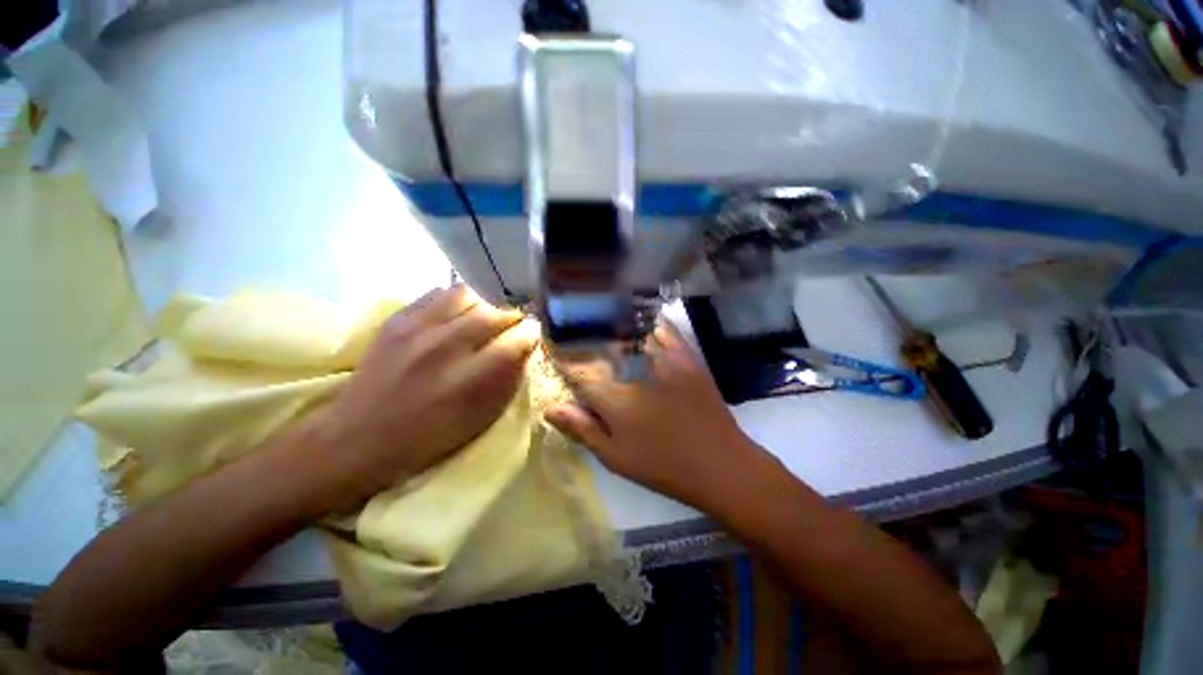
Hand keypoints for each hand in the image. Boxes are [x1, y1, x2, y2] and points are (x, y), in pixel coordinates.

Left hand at [308, 286, 538, 509]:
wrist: (360, 437)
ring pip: (470, 294)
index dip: (533, 334)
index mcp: (473, 379)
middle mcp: (448, 347)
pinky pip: (438, 293)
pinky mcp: (398, 320)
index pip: (519, 339)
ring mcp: (418, 329)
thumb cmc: (431, 435)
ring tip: (486, 316)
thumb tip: (524, 346)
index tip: (535, 335)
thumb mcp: (483, 416)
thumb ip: (509, 377)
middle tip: (515, 324)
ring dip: (486, 304)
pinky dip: (456, 299)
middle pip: (497, 312)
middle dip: (514, 317)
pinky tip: (457, 313)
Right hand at [546, 322, 761, 509]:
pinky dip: (647, 321)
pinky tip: (638, 321)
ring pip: (630, 330)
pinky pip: (663, 328)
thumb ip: (583, 428)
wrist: (721, 463)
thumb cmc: (663, 466)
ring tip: (599, 320)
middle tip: (574, 334)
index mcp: (615, 398)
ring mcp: (665, 359)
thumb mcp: (616, 457)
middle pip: (601, 344)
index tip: (552, 348)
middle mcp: (637, 371)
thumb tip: (550, 408)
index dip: (561, 358)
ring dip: (611, 323)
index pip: (578, 370)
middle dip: (584, 337)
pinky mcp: (686, 355)